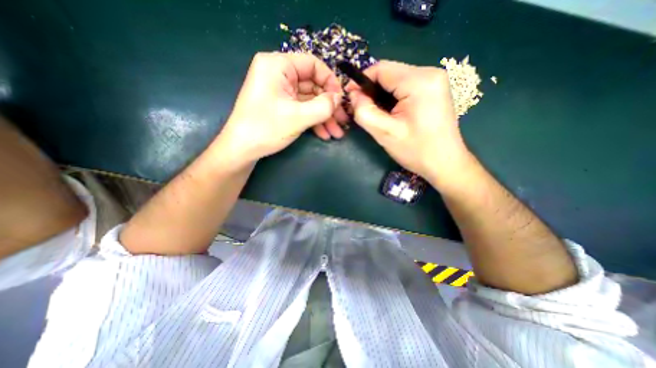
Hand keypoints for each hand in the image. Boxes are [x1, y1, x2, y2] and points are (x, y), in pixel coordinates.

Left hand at [216, 52, 347, 169]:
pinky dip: (314, 120)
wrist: (242, 149)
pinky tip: (324, 133)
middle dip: (329, 106)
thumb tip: (339, 98)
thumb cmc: (266, 129)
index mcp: (278, 65)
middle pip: (313, 85)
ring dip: (324, 117)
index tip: (341, 100)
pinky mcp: (281, 105)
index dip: (330, 81)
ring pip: (310, 100)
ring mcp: (280, 91)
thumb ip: (323, 106)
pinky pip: (302, 109)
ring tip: (336, 133)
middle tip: (343, 121)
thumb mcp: (298, 117)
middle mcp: (279, 74)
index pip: (313, 64)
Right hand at [345, 60, 468, 183]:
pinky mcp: (434, 89)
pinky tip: (391, 113)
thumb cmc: (416, 150)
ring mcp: (435, 80)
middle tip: (362, 110)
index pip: (381, 68)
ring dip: (381, 94)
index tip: (350, 98)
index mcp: (419, 81)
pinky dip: (393, 97)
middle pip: (389, 73)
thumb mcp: (385, 133)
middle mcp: (430, 73)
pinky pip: (406, 86)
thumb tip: (353, 95)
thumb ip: (364, 112)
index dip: (361, 81)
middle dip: (371, 90)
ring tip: (376, 114)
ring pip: (396, 79)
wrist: (445, 163)